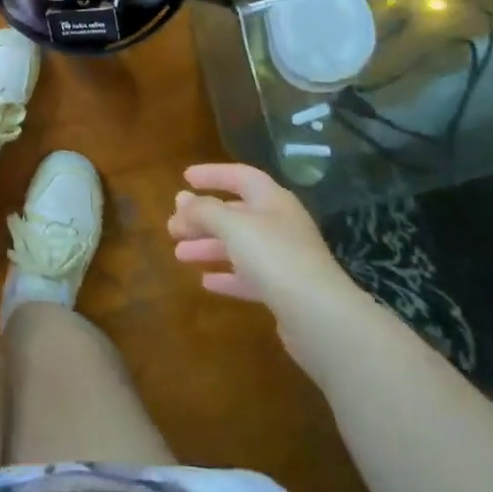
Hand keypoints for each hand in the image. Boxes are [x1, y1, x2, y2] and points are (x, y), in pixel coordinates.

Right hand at [169, 163, 360, 316]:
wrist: (320, 317)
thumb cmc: (275, 258)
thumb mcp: (233, 226)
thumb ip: (204, 211)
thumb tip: (182, 200)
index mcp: (273, 201)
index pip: (241, 176)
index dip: (213, 174)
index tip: (185, 178)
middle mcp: (280, 225)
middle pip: (236, 213)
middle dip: (203, 218)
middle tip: (172, 226)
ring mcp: (284, 259)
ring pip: (239, 246)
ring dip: (208, 247)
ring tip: (179, 254)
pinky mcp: (284, 291)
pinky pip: (248, 276)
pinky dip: (226, 275)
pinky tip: (206, 282)